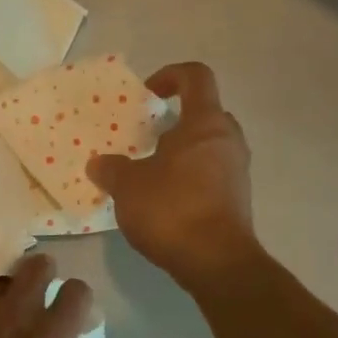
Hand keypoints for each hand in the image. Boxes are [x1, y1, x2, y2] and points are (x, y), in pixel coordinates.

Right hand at [88, 62, 257, 289]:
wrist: (216, 262)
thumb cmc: (172, 210)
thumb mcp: (128, 187)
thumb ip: (112, 170)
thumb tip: (99, 164)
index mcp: (206, 123)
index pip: (196, 77)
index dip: (170, 76)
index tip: (148, 95)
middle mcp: (229, 140)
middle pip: (204, 114)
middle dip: (174, 123)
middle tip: (146, 140)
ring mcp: (238, 171)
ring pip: (208, 147)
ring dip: (181, 154)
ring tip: (150, 175)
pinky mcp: (237, 200)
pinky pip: (212, 175)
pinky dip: (190, 179)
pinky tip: (165, 202)